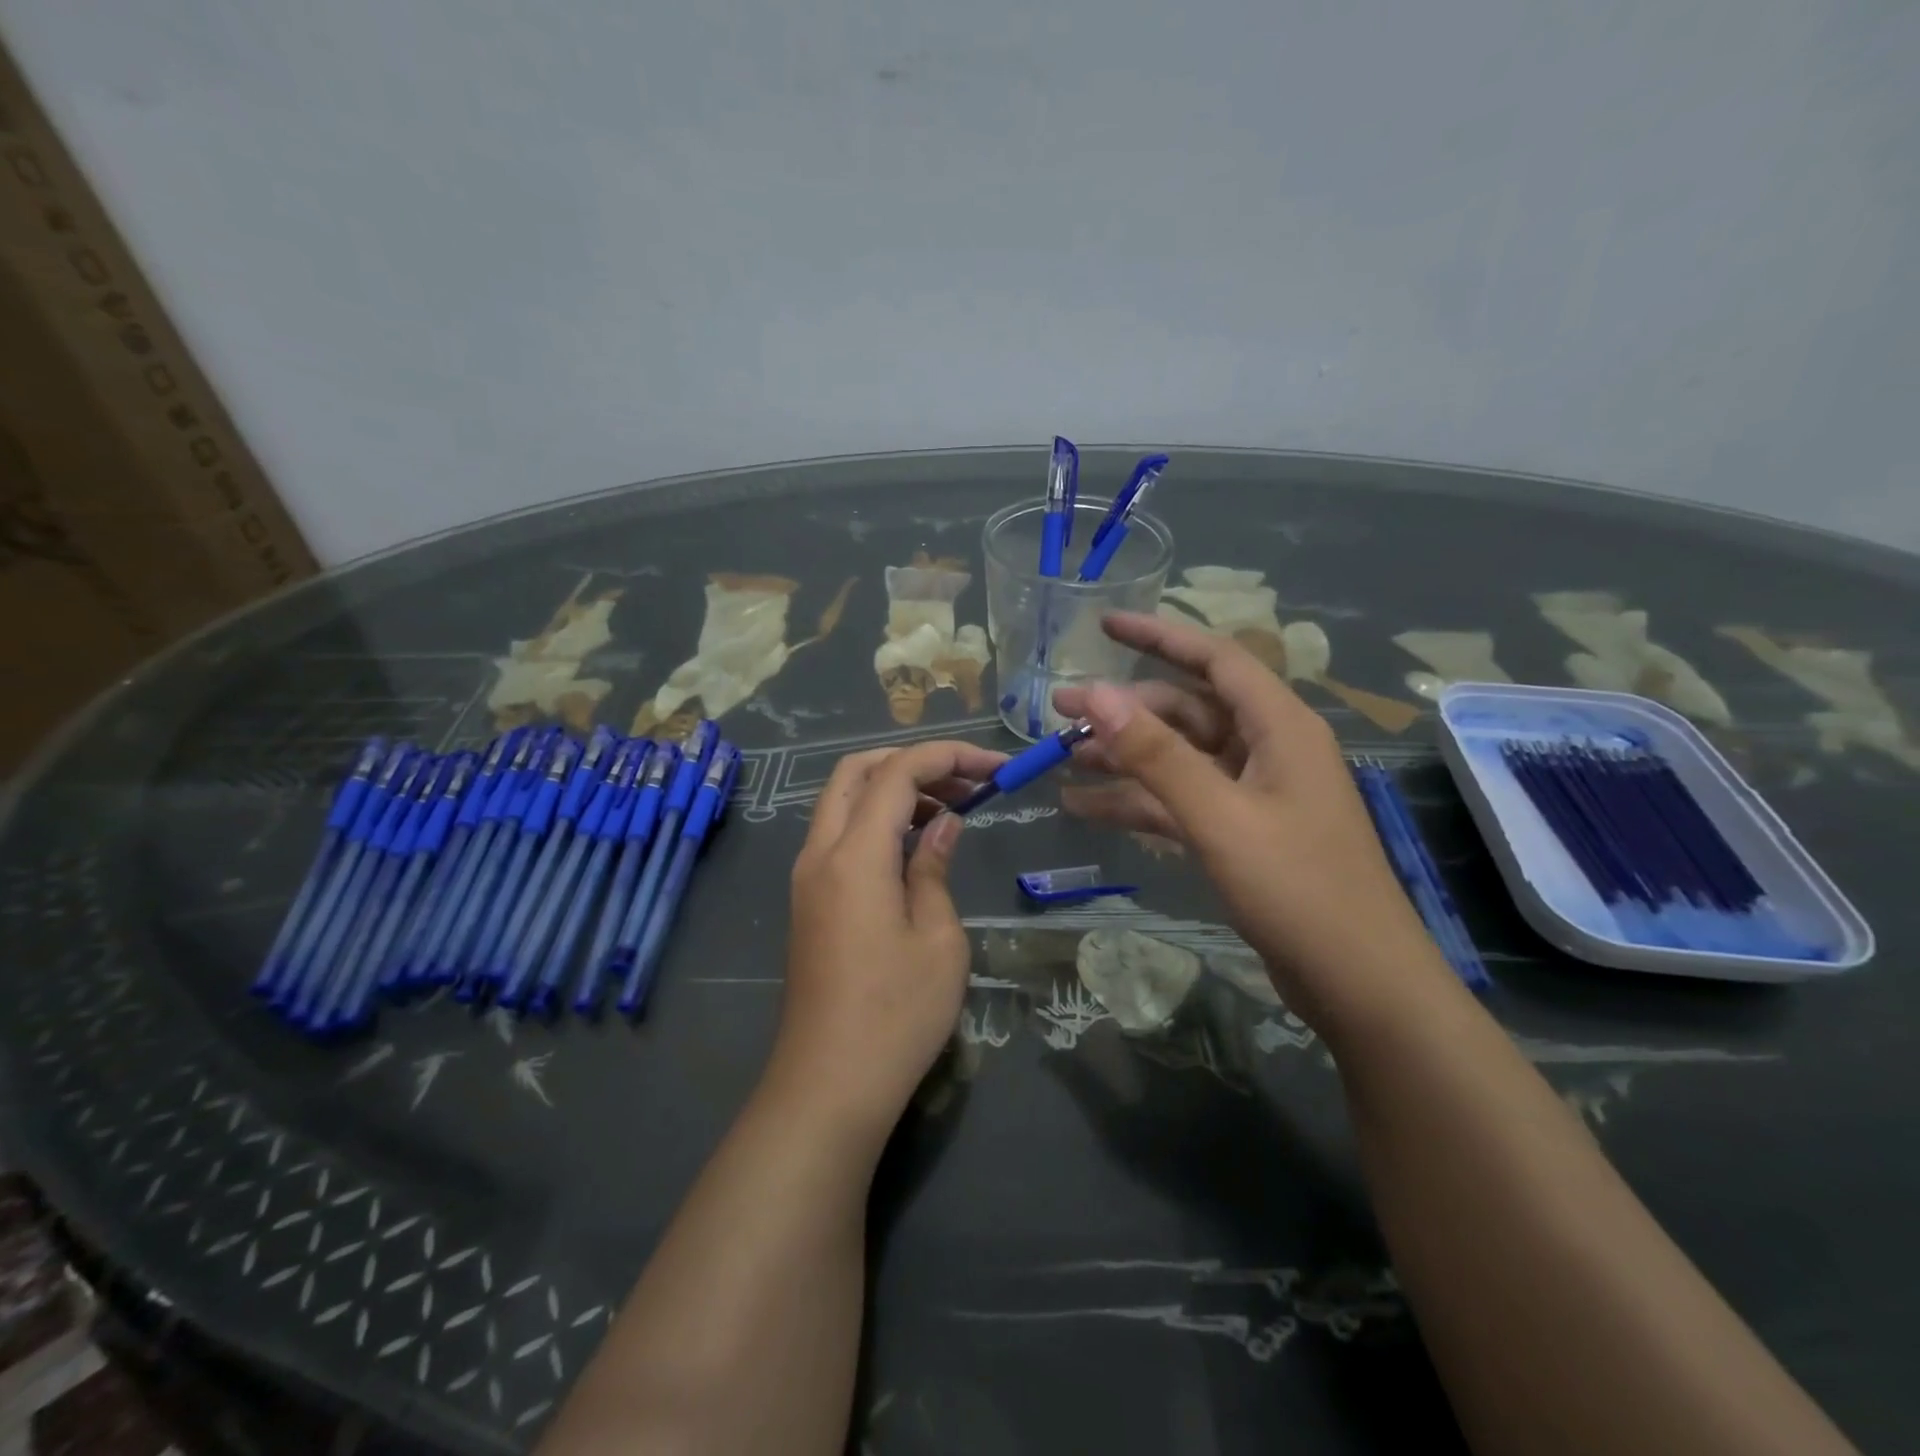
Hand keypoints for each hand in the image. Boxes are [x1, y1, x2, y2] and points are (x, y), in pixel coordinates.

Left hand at [776, 740, 1007, 1135]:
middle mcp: (819, 853)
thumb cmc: (896, 1015)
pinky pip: (838, 835)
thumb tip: (944, 824)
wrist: (829, 1085)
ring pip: (842, 801)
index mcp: (853, 855)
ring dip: (893, 789)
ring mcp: (806, 877)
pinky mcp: (808, 901)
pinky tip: (915, 846)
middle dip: (912, 761)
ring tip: (951, 809)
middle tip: (966, 782)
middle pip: (856, 771)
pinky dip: (875, 820)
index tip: (996, 767)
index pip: (897, 772)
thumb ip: (934, 867)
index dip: (948, 757)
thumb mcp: (938, 938)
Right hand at [1052, 612, 1443, 1028]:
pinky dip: (1136, 802)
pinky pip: (1179, 801)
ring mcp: (1253, 793)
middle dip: (1123, 710)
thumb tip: (1095, 694)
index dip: (1159, 636)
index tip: (1104, 624)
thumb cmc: (1298, 889)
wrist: (1358, 984)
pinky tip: (1084, 809)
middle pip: (1186, 710)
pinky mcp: (1241, 832)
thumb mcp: (1219, 817)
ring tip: (1061, 758)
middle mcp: (1267, 749)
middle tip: (1059, 713)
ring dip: (1123, 757)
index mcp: (1279, 727)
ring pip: (1177, 757)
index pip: (1214, 658)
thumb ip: (1156, 754)